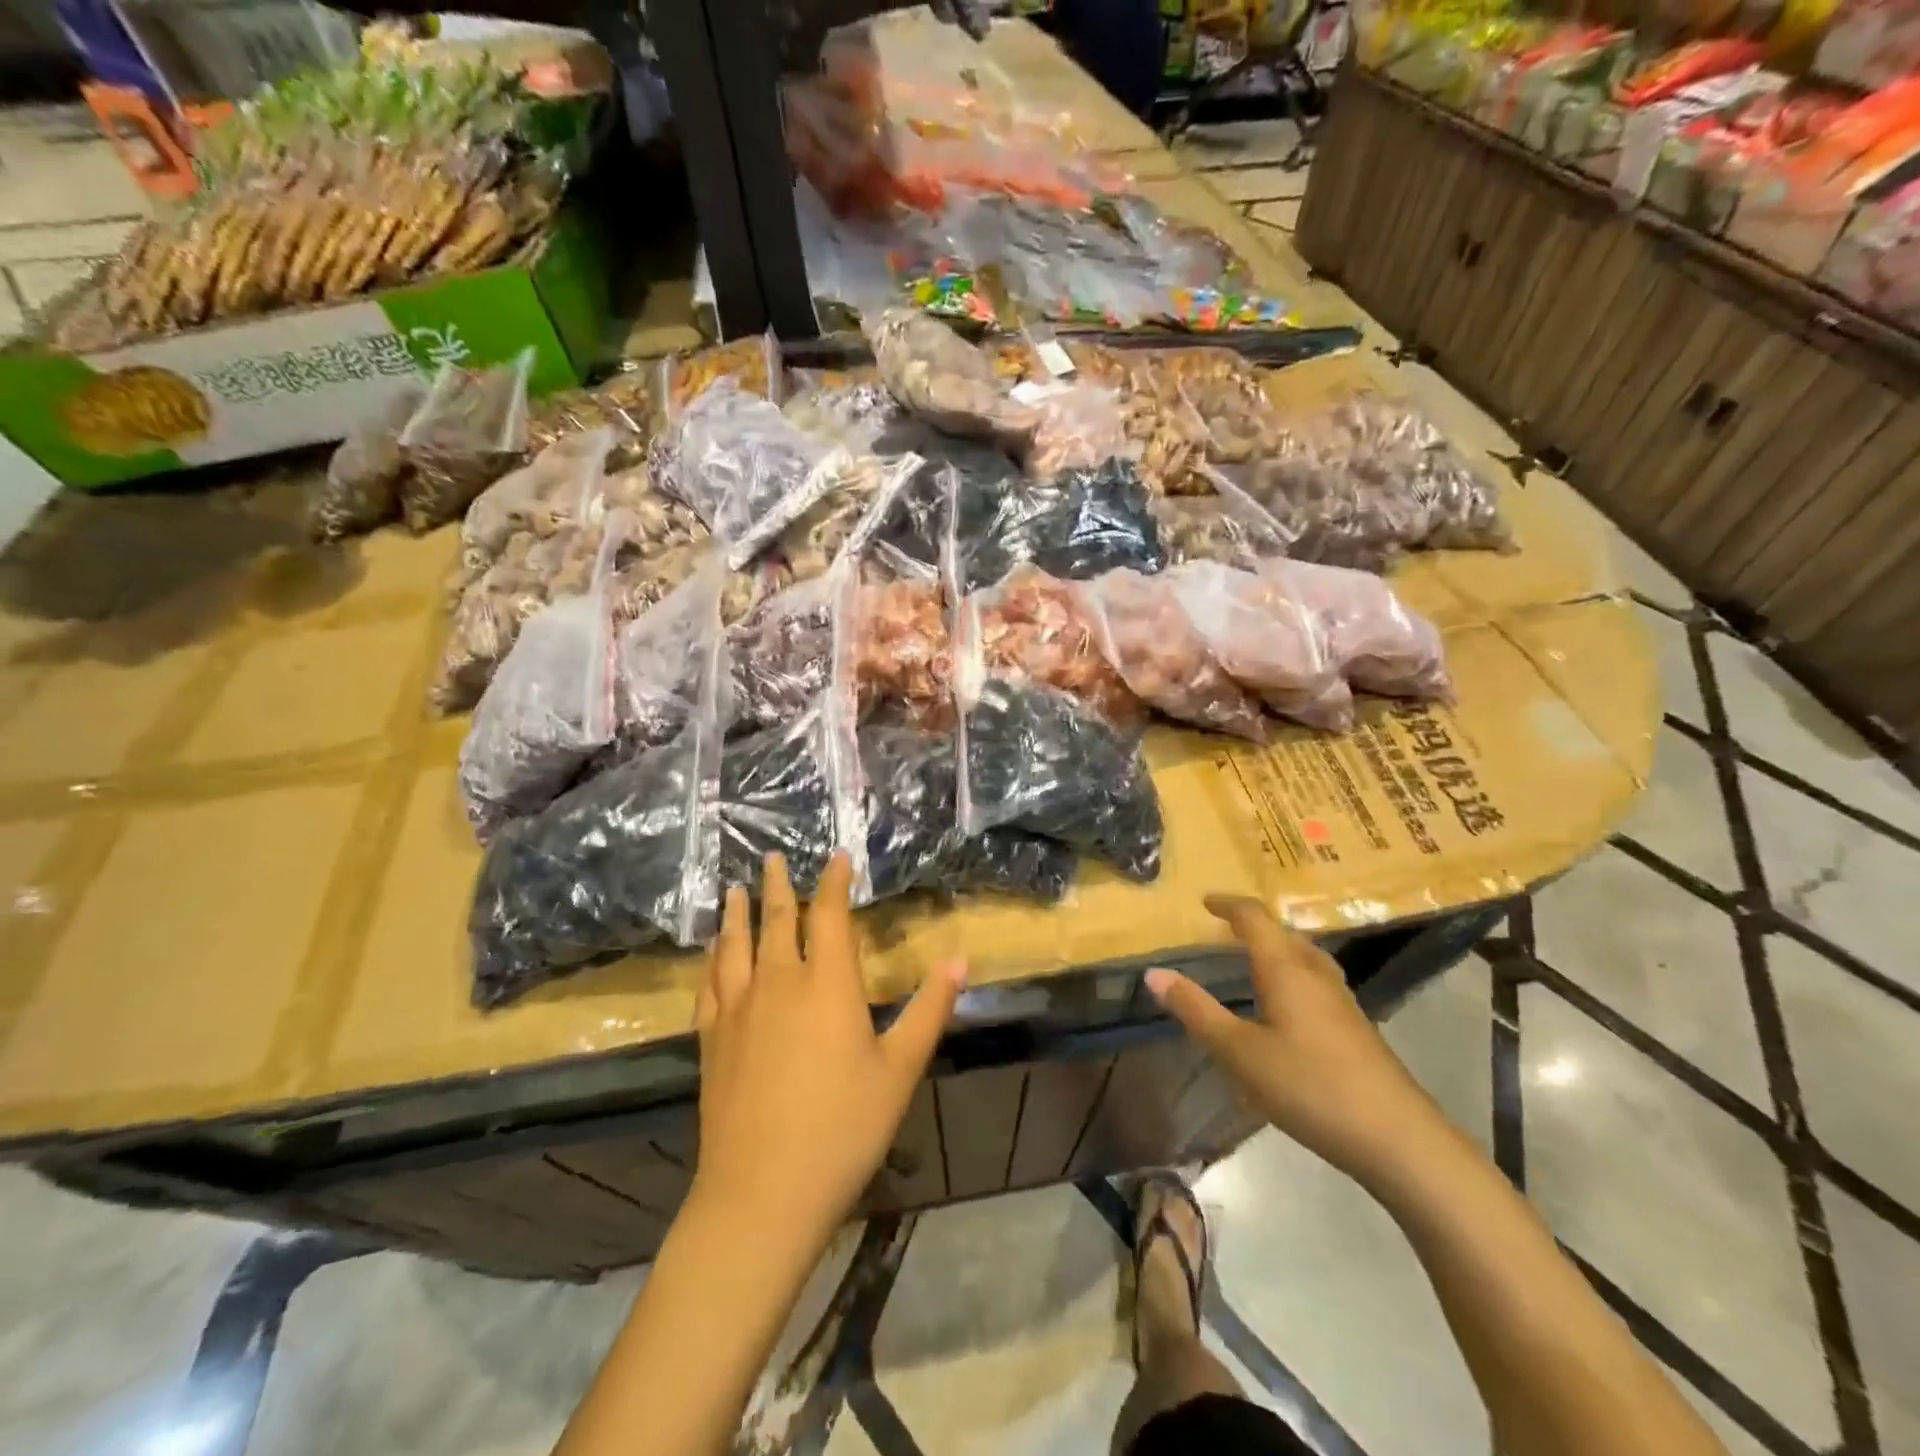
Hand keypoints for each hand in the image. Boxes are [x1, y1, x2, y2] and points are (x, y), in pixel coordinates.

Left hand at [692, 851, 966, 1240]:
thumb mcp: (900, 1069)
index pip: (828, 916)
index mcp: (827, 985)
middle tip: (772, 857)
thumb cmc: (844, 1128)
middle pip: (777, 920)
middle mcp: (779, 983)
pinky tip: (711, 954)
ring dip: (737, 913)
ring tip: (734, 889)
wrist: (763, 1192)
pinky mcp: (711, 1039)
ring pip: (735, 945)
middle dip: (778, 885)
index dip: (833, 883)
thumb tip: (960, 958)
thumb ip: (930, 1009)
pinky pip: (709, 984)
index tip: (836, 858)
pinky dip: (711, 959)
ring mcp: (738, 1010)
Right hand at [1146, 896, 1441, 1184]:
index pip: (1255, 918)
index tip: (1205, 901)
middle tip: (1224, 930)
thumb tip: (1154, 972)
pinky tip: (1287, 1008)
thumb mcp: (1239, 1052)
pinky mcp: (1357, 1029)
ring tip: (1253, 960)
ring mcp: (1343, 1002)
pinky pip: (1316, 982)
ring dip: (1277, 949)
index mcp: (1286, 969)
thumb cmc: (1310, 1086)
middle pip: (1285, 933)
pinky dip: (1292, 975)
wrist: (1399, 1139)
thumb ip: (1196, 1010)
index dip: (1229, 905)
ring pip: (1305, 958)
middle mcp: (1316, 975)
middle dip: (1253, 926)